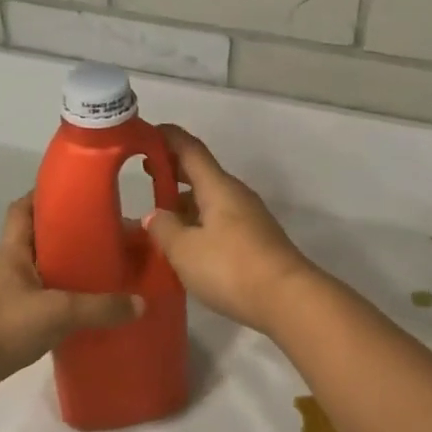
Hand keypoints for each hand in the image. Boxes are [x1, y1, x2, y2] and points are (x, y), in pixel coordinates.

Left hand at [0, 195, 140, 402]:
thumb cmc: (0, 326)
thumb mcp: (57, 313)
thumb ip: (100, 308)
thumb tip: (142, 303)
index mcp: (12, 250)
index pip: (23, 208)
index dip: (45, 194)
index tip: (77, 193)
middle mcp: (7, 266)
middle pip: (38, 237)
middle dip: (69, 233)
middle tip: (105, 235)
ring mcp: (4, 294)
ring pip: (41, 269)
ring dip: (66, 267)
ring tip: (102, 270)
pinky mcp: (7, 321)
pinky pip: (40, 298)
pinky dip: (61, 298)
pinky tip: (83, 309)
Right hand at [144, 126, 319, 334]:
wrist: (287, 298)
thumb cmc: (231, 267)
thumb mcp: (185, 250)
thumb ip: (165, 229)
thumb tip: (155, 214)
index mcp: (218, 187)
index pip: (190, 149)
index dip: (167, 138)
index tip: (145, 132)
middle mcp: (236, 195)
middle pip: (201, 173)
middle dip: (173, 171)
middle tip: (144, 174)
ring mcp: (249, 218)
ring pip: (211, 200)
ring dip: (185, 202)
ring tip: (158, 216)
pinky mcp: (255, 241)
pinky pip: (220, 221)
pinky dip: (198, 223)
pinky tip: (184, 244)